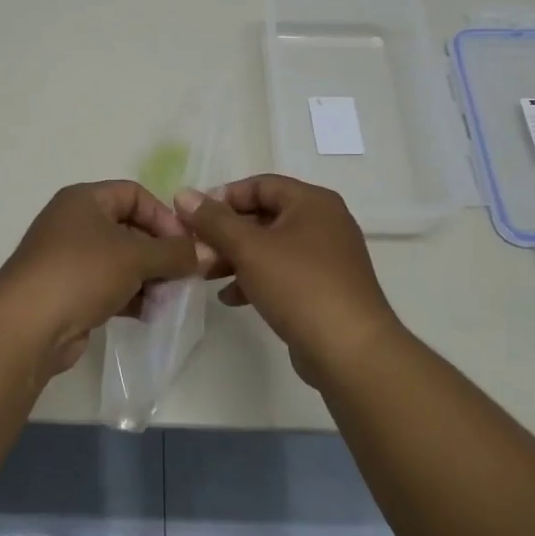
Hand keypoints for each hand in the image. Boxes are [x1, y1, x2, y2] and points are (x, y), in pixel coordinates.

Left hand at [0, 181, 200, 375]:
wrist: (27, 326)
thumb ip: (175, 253)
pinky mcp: (68, 292)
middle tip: (185, 276)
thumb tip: (208, 253)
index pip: (134, 194)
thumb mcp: (135, 257)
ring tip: (169, 299)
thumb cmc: (81, 273)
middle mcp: (74, 223)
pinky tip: (149, 313)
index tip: (186, 245)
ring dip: (149, 277)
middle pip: (129, 228)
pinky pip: (108, 286)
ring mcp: (68, 259)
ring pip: (120, 261)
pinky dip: (130, 296)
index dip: (164, 216)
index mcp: (84, 200)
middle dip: (160, 252)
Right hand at [174, 176, 405, 385]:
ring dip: (236, 257)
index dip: (224, 197)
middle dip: (226, 232)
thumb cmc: (300, 286)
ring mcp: (326, 257)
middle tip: (195, 248)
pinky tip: (231, 297)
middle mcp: (324, 223)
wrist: (350, 351)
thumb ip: (214, 221)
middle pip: (265, 215)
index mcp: (312, 202)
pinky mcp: (324, 288)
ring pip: (271, 247)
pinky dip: (256, 279)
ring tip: (205, 274)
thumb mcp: (249, 249)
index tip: (193, 217)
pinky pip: (283, 273)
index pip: (260, 184)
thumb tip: (183, 194)